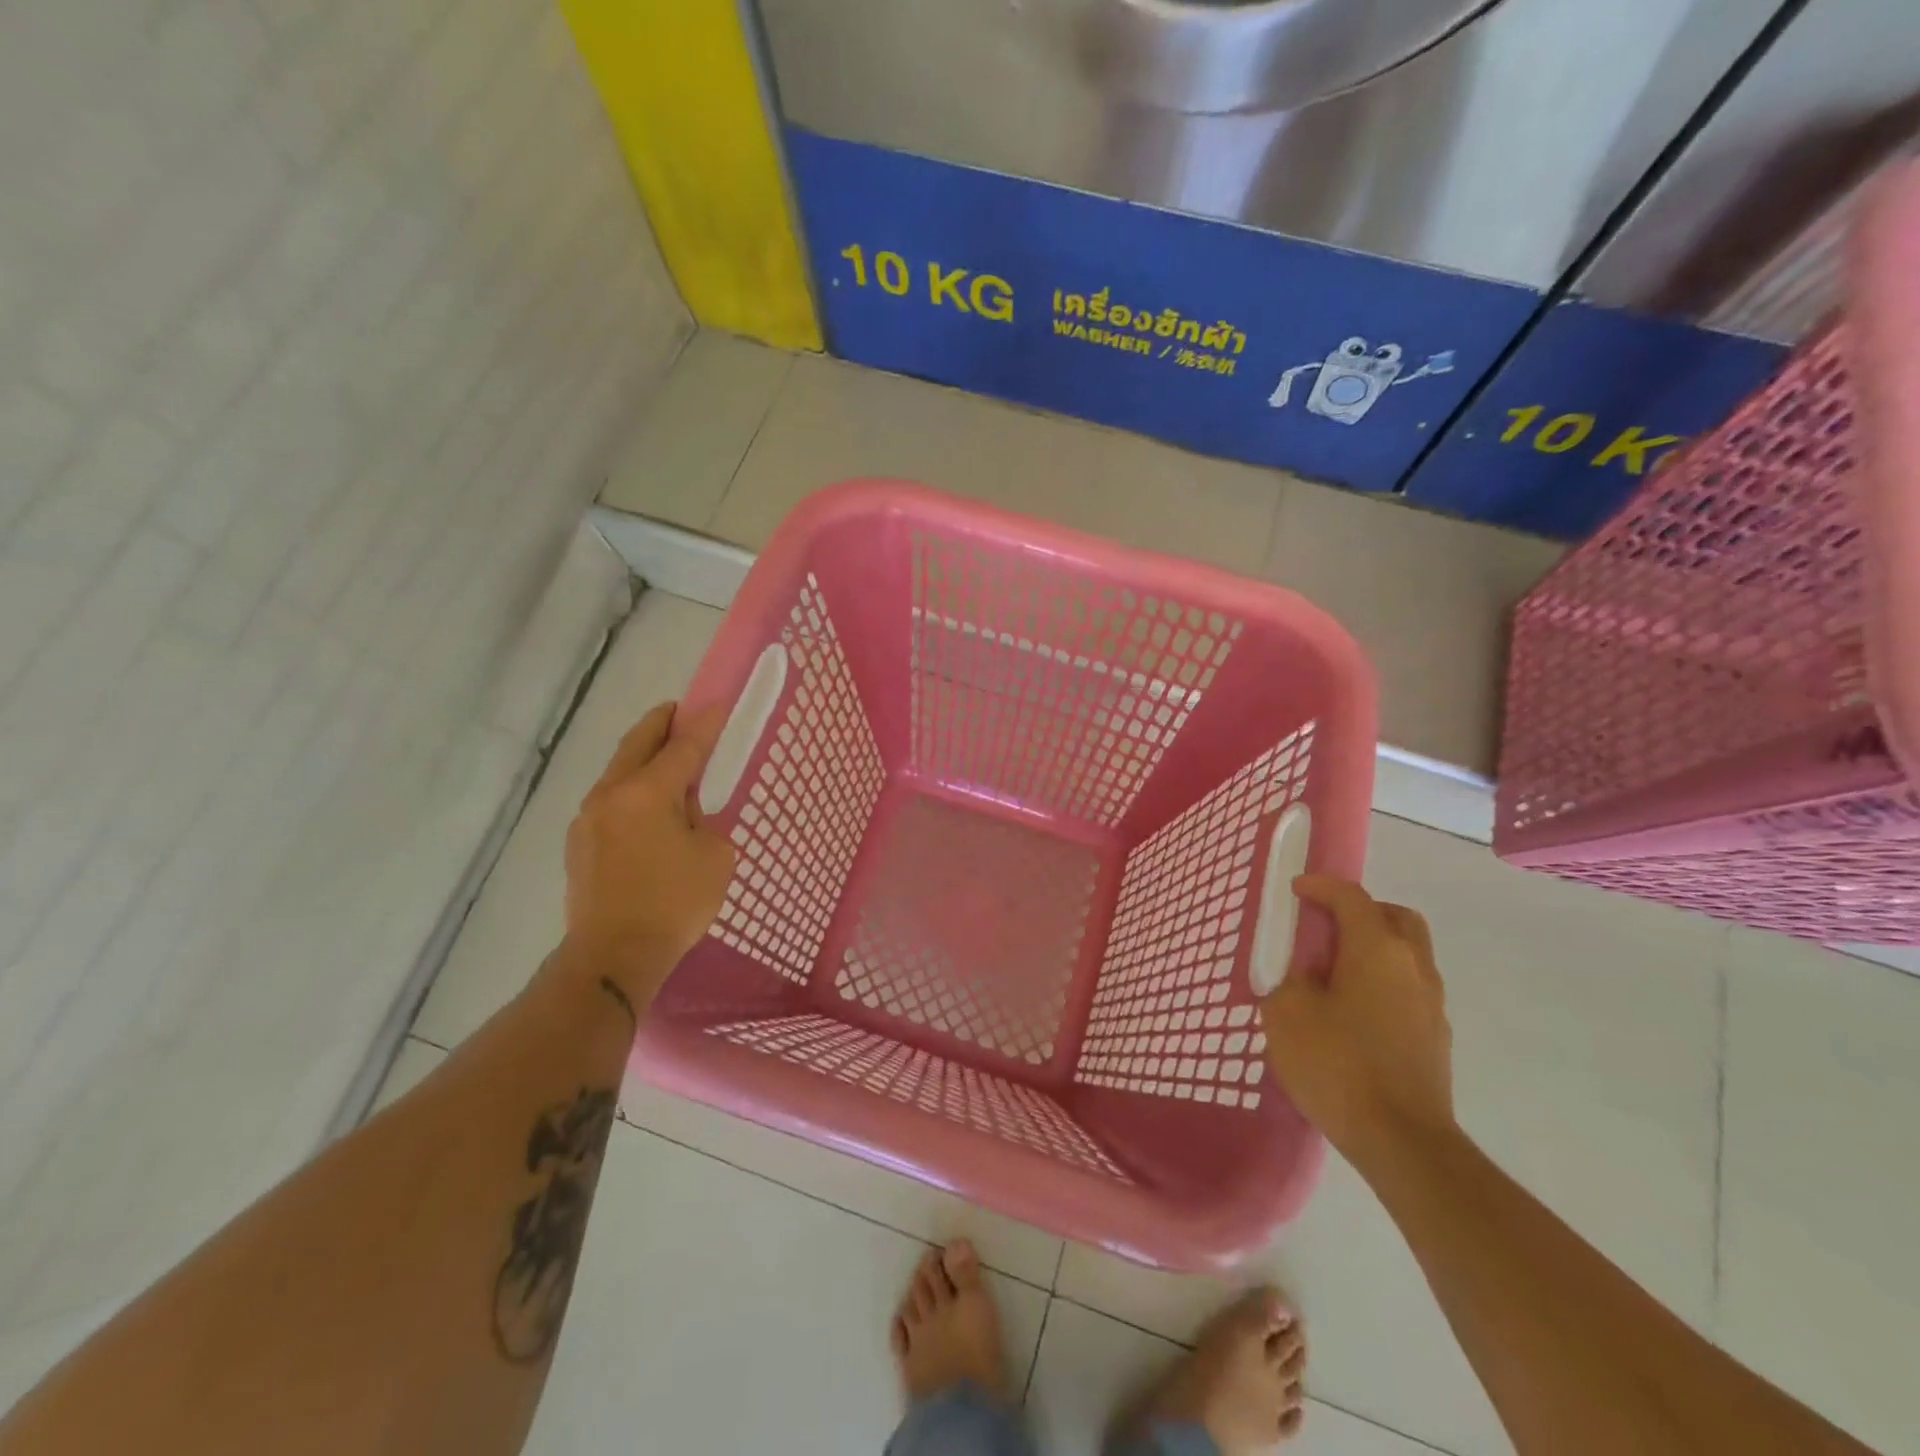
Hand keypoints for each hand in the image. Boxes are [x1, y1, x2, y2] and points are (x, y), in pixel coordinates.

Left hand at [560, 702, 735, 1004]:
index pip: (682, 747)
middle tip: (679, 712)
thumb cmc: (674, 904)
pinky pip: (610, 802)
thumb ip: (703, 822)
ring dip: (642, 759)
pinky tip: (647, 809)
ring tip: (666, 760)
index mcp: (647, 793)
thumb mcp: (714, 857)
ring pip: (619, 772)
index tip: (717, 705)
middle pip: (637, 745)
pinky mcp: (578, 844)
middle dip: (660, 724)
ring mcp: (588, 819)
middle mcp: (611, 795)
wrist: (612, 957)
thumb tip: (685, 817)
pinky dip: (631, 791)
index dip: (704, 725)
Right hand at [1261, 876, 1454, 1166]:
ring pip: (1407, 953)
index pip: (1351, 897)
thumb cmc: (1338, 1065)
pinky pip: (1407, 988)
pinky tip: (1353, 1011)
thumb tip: (1306, 976)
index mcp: (1377, 949)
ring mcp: (1431, 1003)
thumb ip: (1290, 980)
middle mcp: (1413, 966)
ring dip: (1373, 948)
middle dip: (1360, 911)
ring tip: (1334, 973)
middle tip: (1326, 926)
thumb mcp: (1287, 1013)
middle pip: (1395, 917)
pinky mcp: (1436, 1037)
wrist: (1402, 1142)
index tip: (1296, 891)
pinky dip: (1382, 981)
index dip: (1321, 887)